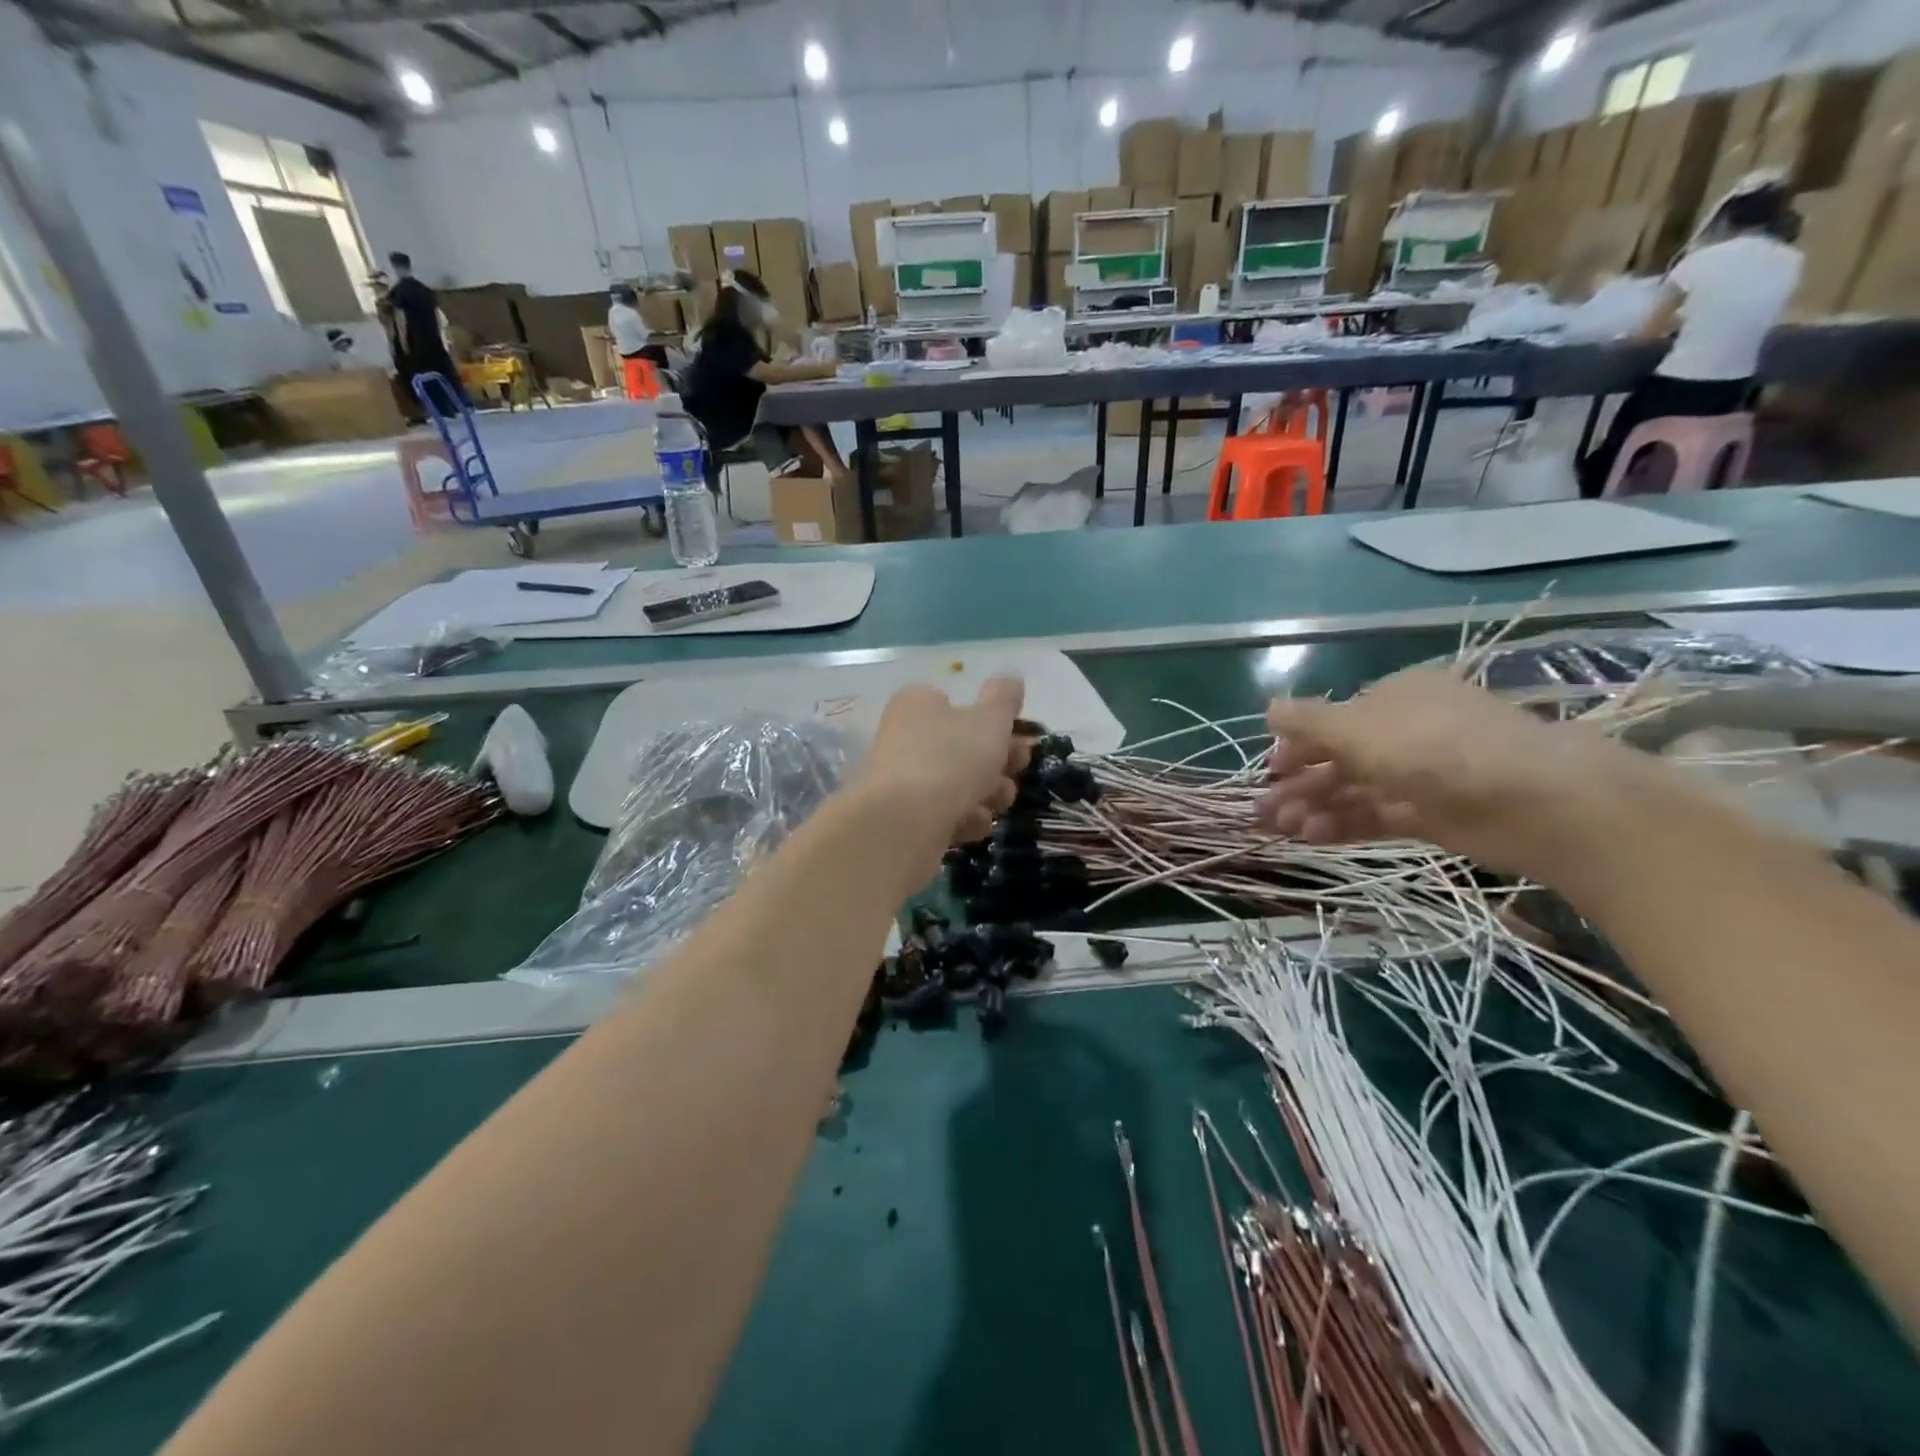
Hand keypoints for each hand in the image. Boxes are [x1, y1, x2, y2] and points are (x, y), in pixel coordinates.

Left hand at [857, 678, 1031, 855]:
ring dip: (986, 794)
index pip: (958, 704)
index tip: (1019, 739)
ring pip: (957, 784)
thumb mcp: (990, 719)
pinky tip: (971, 826)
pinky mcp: (902, 818)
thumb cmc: (950, 759)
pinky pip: (943, 814)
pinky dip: (962, 819)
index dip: (993, 722)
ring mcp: (901, 779)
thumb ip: (1004, 697)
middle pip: (962, 747)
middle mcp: (904, 737)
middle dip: (997, 762)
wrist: (903, 825)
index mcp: (918, 704)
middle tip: (1017, 771)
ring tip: (996, 803)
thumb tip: (1011, 679)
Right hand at [1256, 669, 1638, 874]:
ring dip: (1316, 806)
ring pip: (1355, 789)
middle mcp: (1406, 732)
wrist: (1536, 801)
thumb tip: (1269, 709)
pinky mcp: (1434, 815)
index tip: (1270, 769)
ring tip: (1283, 829)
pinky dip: (1344, 824)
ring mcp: (1422, 775)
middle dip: (1299, 783)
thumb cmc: (1436, 748)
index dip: (1298, 744)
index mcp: (1393, 698)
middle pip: (1340, 757)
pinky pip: (1377, 815)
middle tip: (1264, 810)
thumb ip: (1309, 722)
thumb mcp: (1359, 728)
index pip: (1334, 719)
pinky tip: (1314, 836)